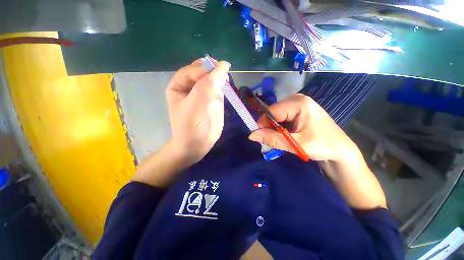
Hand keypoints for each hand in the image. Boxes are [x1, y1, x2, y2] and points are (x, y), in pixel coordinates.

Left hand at [166, 59, 230, 164]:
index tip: (219, 76)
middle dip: (213, 70)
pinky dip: (224, 84)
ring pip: (212, 77)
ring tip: (226, 80)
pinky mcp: (214, 99)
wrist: (197, 145)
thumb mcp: (194, 108)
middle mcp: (191, 86)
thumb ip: (206, 88)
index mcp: (179, 85)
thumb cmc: (190, 129)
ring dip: (220, 76)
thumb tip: (222, 67)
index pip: (192, 70)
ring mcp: (204, 93)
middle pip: (203, 70)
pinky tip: (227, 86)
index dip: (205, 70)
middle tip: (223, 75)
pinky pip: (219, 87)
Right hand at [248, 94, 357, 161]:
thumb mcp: (296, 144)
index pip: (271, 111)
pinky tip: (287, 134)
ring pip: (275, 116)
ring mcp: (297, 104)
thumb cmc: (322, 145)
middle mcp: (296, 99)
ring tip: (285, 138)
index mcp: (299, 103)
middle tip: (278, 140)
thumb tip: (251, 135)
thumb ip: (272, 139)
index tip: (265, 137)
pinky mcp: (297, 110)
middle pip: (273, 112)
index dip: (264, 124)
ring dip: (275, 128)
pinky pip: (281, 117)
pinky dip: (280, 127)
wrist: (339, 150)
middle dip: (270, 127)